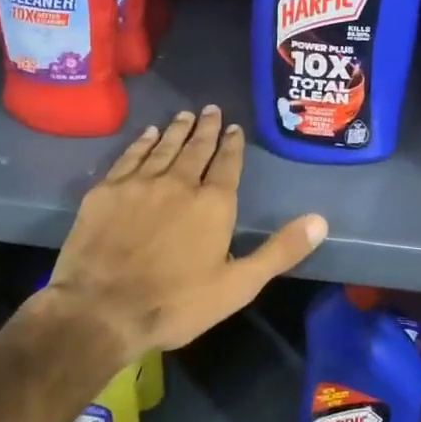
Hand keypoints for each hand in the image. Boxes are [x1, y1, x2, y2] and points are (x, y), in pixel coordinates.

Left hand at [41, 106, 327, 361]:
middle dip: (206, 129)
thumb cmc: (175, 303)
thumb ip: (280, 250)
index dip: (232, 145)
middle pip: (196, 149)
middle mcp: (179, 183)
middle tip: (211, 110)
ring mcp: (140, 183)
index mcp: (213, 204)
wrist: (100, 311)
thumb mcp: (238, 285)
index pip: (227, 164)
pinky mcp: (107, 191)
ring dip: (177, 130)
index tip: (234, 128)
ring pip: (164, 147)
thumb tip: (321, 220)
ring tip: (186, 115)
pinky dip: (142, 143)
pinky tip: (148, 134)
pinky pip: (130, 156)